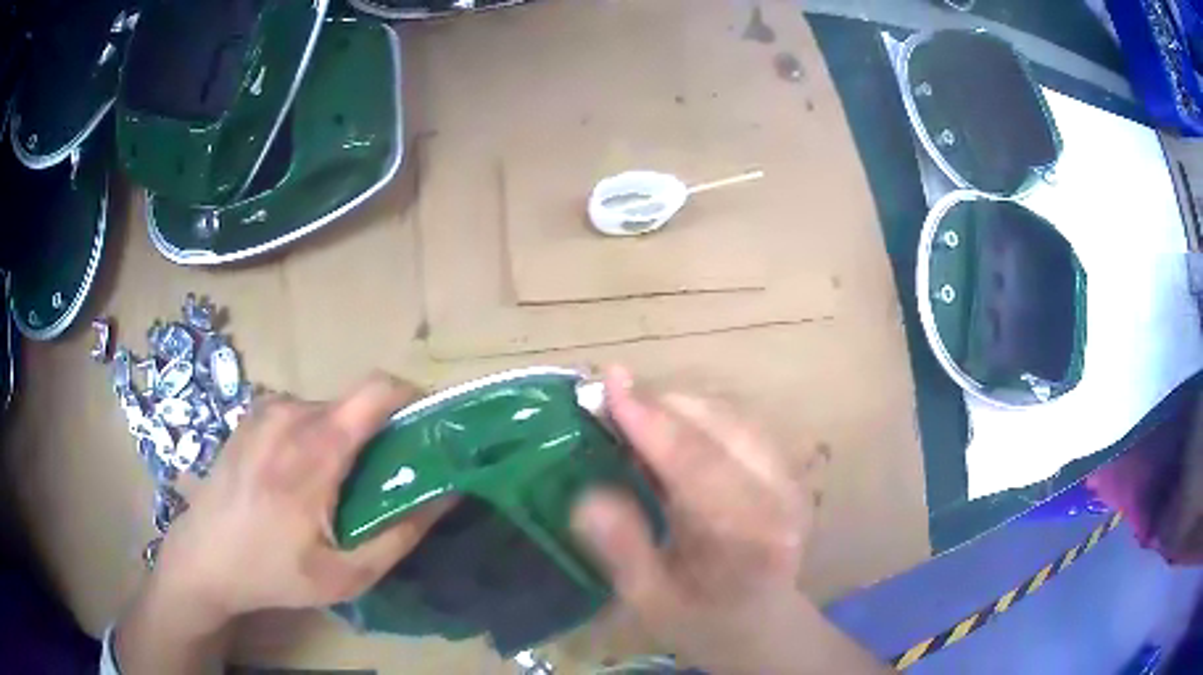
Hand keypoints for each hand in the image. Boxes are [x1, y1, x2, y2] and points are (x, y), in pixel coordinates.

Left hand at [116, 373, 447, 673]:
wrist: (203, 558)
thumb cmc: (272, 571)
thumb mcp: (345, 574)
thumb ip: (401, 535)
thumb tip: (447, 496)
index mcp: (314, 449)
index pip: (377, 390)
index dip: (412, 398)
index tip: (427, 430)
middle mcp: (290, 414)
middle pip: (356, 404)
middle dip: (378, 435)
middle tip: (379, 482)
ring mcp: (266, 410)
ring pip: (329, 409)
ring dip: (345, 439)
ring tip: (335, 487)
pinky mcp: (252, 416)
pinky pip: (301, 414)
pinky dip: (315, 437)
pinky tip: (299, 479)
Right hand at [572, 367, 882, 674]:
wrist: (764, 625)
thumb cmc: (703, 623)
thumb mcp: (651, 603)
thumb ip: (624, 551)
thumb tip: (587, 496)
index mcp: (748, 538)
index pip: (698, 464)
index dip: (651, 420)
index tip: (609, 382)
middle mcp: (780, 497)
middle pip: (718, 426)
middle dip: (659, 405)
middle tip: (605, 403)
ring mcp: (790, 478)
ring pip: (729, 416)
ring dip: (676, 408)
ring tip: (629, 416)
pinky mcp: (787, 469)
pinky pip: (737, 423)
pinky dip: (696, 416)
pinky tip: (666, 430)